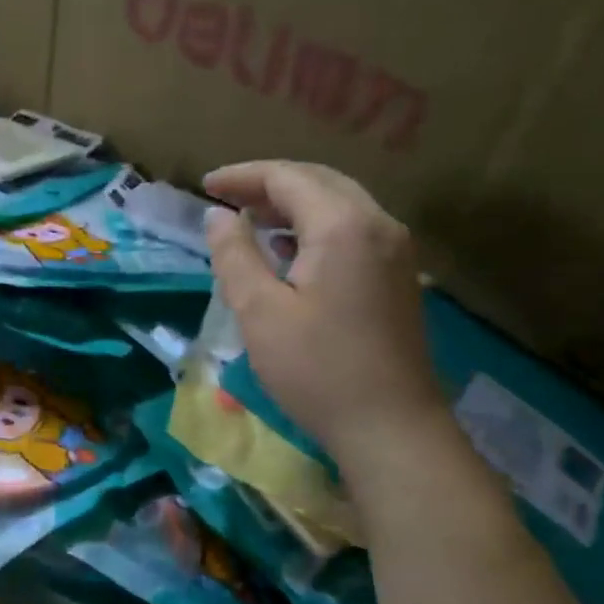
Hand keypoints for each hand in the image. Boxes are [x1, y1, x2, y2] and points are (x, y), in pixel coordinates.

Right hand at [203, 160, 443, 465]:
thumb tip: (217, 216)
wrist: (390, 427)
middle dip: (268, 184)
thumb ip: (235, 255)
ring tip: (249, 219)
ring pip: (339, 204)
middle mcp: (378, 225)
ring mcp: (395, 251)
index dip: (243, 177)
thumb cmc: (316, 370)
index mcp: (343, 226)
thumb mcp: (260, 312)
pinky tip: (289, 250)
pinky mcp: (398, 277)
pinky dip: (315, 227)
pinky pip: (353, 230)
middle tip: (224, 197)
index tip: (204, 186)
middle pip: (319, 182)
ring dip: (293, 204)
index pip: (288, 178)